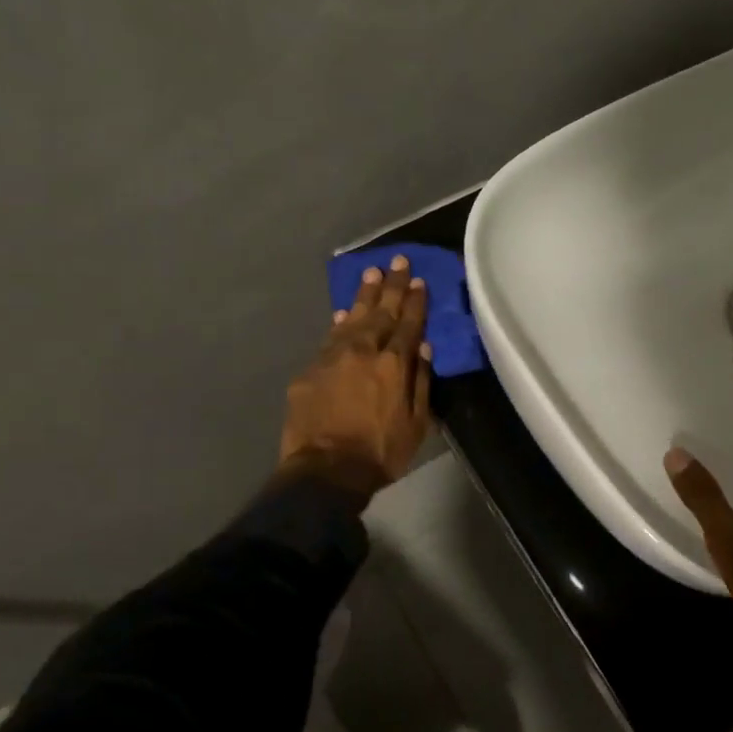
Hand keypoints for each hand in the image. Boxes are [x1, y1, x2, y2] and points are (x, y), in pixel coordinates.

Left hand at [279, 254, 433, 502]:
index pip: (408, 324)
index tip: (419, 280)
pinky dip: (339, 323)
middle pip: (380, 312)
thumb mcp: (416, 423)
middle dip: (391, 286)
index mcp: (394, 364)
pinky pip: (329, 338)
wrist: (326, 470)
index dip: (415, 301)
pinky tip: (344, 312)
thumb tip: (423, 349)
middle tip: (397, 260)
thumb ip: (420, 382)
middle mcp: (364, 352)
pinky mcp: (310, 371)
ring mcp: (333, 358)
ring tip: (371, 273)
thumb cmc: (380, 451)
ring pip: (352, 318)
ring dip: (363, 295)